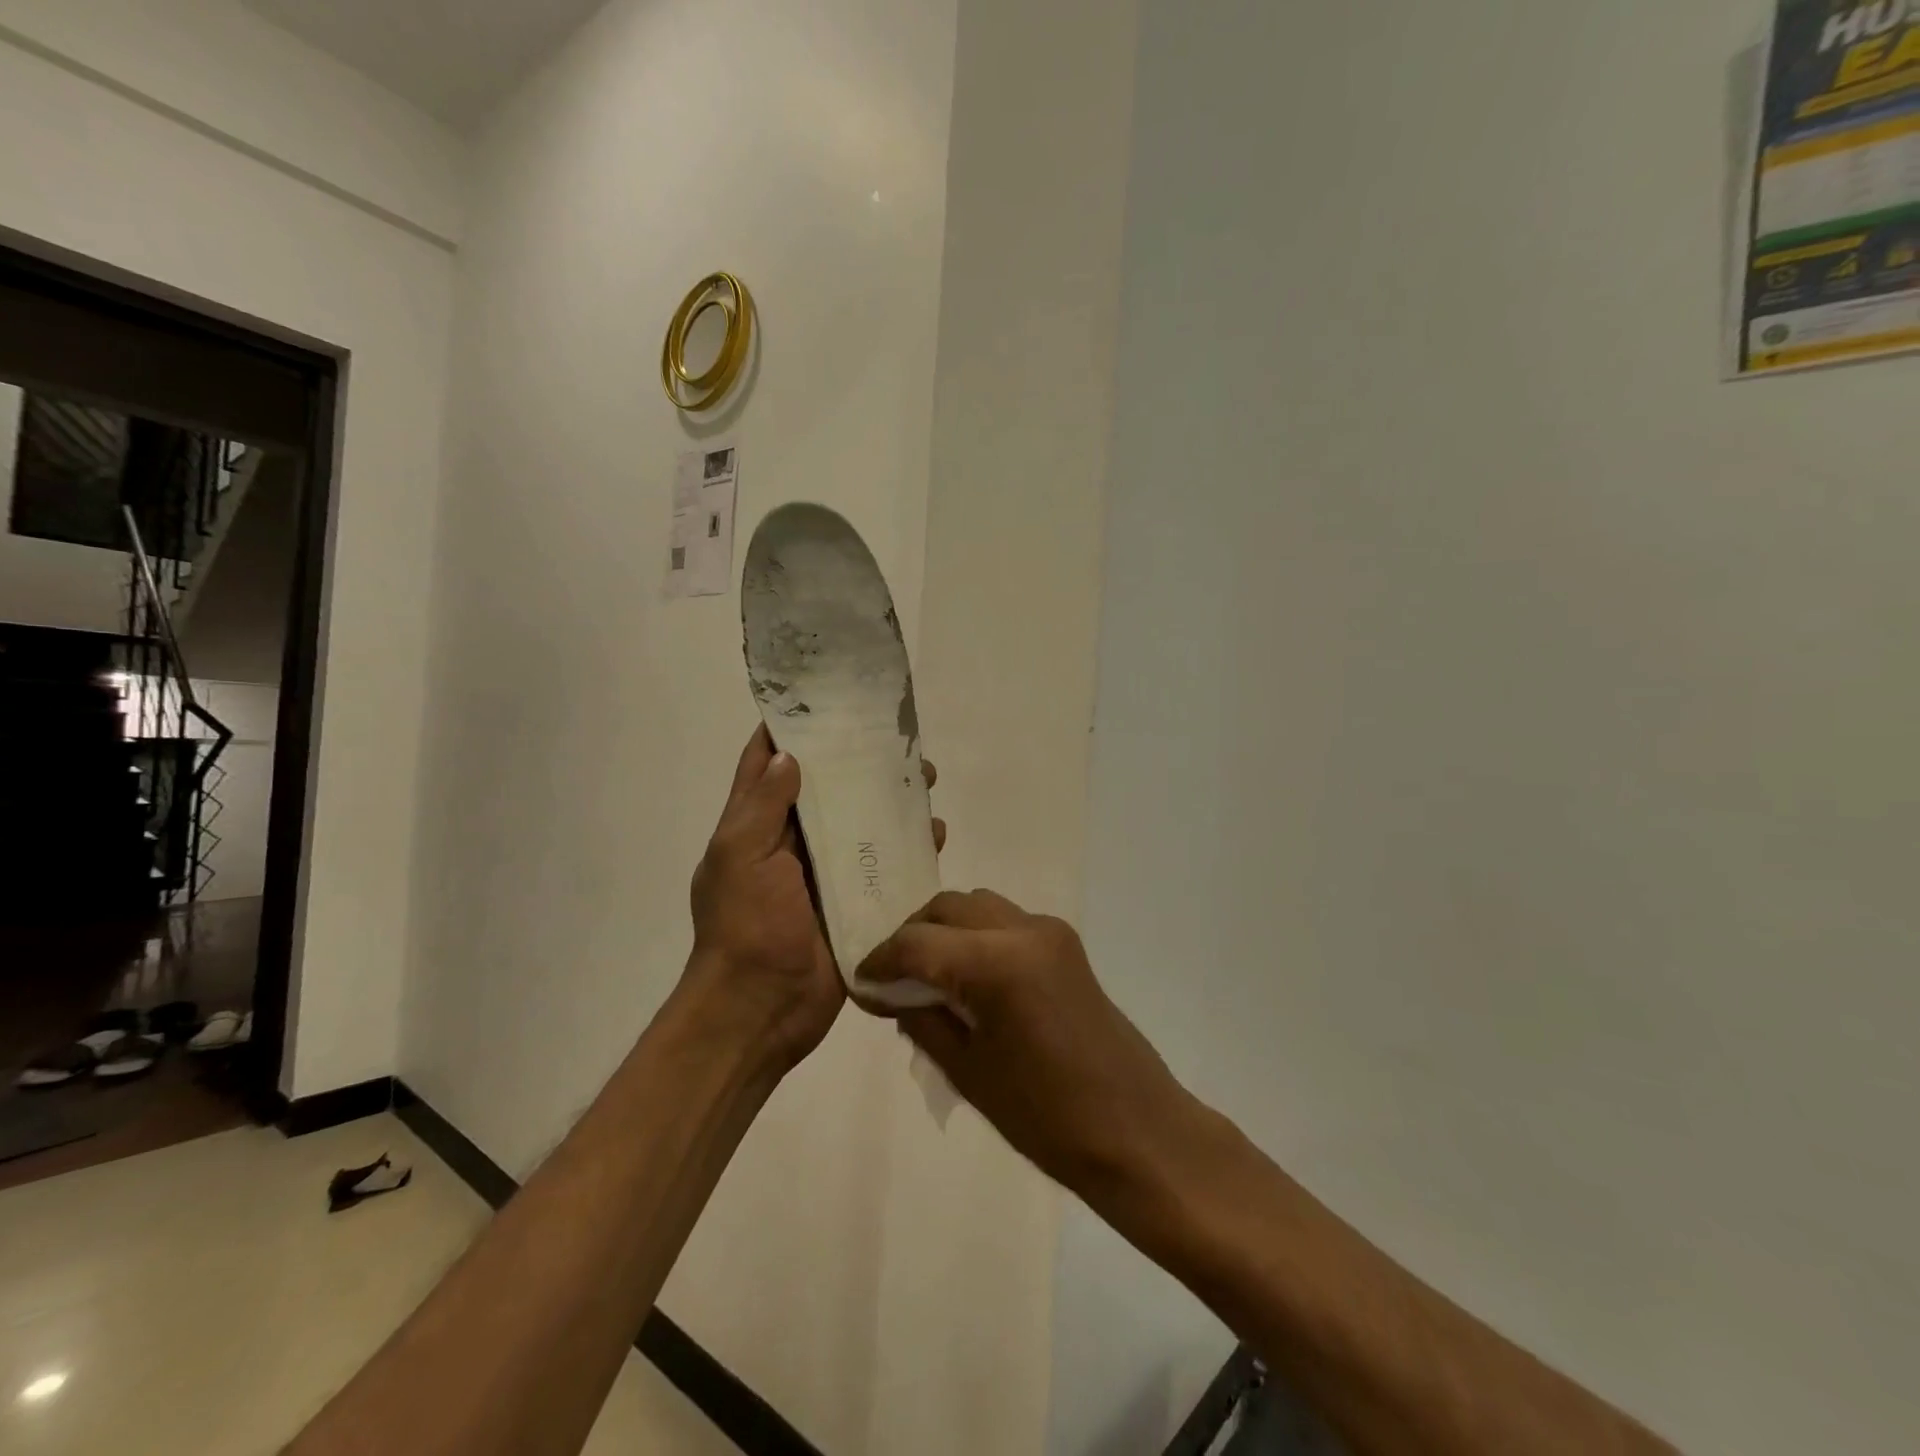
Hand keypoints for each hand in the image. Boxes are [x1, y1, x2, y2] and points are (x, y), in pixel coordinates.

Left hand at [687, 727, 944, 1073]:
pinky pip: (887, 868)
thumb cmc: (745, 927)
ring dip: (892, 803)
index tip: (826, 698)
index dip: (793, 730)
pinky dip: (910, 850)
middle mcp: (794, 843)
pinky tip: (936, 835)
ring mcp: (828, 874)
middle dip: (860, 764)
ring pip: (864, 825)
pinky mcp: (857, 903)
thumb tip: (788, 753)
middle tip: (899, 741)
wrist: (762, 1010)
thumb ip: (761, 805)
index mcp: (759, 827)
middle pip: (829, 790)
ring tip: (928, 781)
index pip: (770, 764)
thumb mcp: (739, 857)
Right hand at [856, 890, 1194, 1194]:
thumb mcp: (968, 1072)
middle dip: (912, 935)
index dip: (881, 960)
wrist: (1136, 1129)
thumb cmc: (1047, 1117)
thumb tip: (888, 992)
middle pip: (947, 907)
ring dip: (945, 930)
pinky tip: (966, 977)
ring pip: (977, 906)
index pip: (918, 943)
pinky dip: (975, 937)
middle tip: (891, 977)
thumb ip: (922, 1020)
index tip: (861, 983)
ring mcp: (1050, 931)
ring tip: (927, 975)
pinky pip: (1005, 922)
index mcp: (998, 962)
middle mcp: (1025, 929)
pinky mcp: (1065, 943)